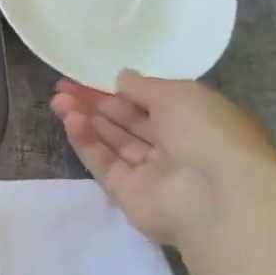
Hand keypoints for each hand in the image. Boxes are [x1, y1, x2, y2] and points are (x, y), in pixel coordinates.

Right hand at [49, 71, 275, 247]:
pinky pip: (103, 162)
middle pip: (128, 121)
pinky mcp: (127, 192)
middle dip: (96, 102)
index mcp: (198, 122)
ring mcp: (151, 172)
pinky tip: (70, 121)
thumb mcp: (180, 94)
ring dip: (86, 118)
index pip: (154, 103)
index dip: (122, 89)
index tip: (90, 77)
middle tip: (62, 87)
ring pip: (112, 141)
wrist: (217, 197)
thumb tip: (121, 78)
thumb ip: (145, 86)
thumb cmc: (209, 134)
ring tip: (58, 100)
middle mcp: (176, 147)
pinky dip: (86, 141)